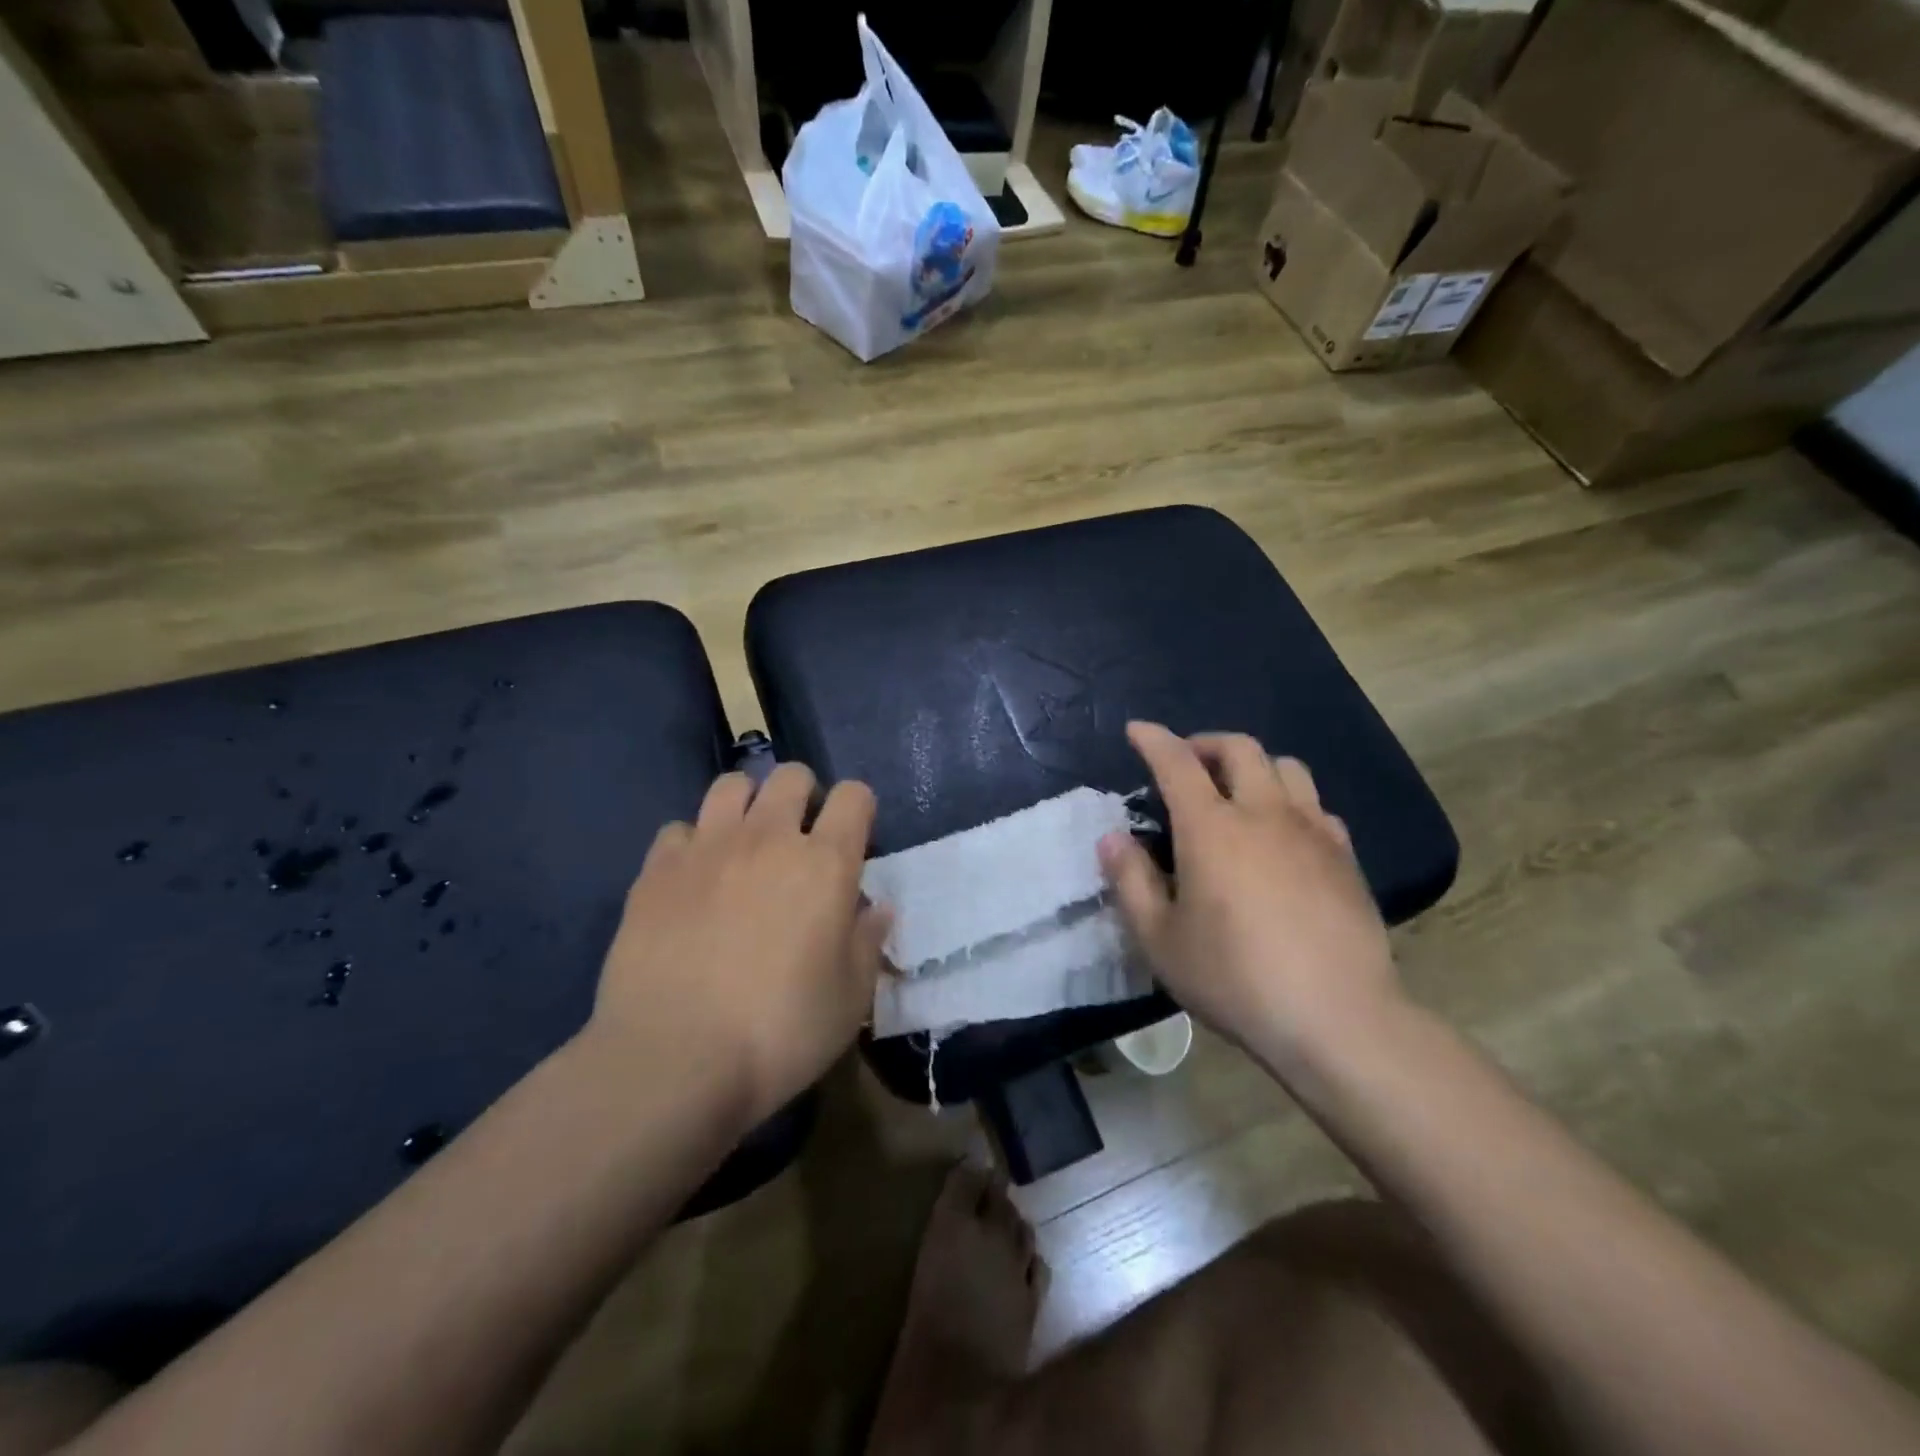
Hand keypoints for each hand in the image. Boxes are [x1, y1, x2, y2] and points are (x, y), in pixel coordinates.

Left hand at [589, 765, 890, 1125]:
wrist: (674, 1059)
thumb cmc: (780, 1031)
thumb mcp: (850, 999)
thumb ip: (867, 942)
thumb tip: (877, 908)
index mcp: (825, 863)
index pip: (854, 796)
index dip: (859, 809)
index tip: (853, 840)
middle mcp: (769, 838)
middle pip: (791, 776)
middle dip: (803, 795)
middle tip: (799, 839)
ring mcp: (707, 847)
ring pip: (731, 786)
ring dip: (747, 804)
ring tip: (745, 844)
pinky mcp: (656, 869)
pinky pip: (679, 829)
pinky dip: (693, 844)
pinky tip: (693, 880)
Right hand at [1098, 721, 1402, 1083]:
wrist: (1337, 1018)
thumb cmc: (1235, 979)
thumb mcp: (1161, 940)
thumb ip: (1130, 882)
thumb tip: (1112, 838)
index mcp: (1212, 828)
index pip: (1177, 763)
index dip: (1153, 740)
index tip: (1137, 730)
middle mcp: (1264, 814)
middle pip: (1240, 749)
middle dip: (1206, 743)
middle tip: (1187, 763)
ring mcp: (1312, 832)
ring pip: (1286, 767)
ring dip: (1254, 766)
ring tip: (1236, 793)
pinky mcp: (1345, 857)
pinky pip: (1316, 806)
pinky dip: (1290, 802)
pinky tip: (1282, 835)